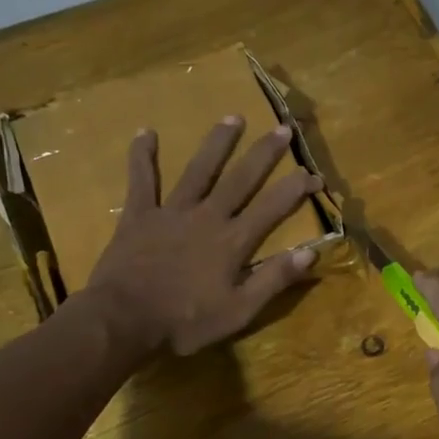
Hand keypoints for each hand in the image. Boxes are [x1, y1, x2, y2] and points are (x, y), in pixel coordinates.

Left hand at [77, 118, 321, 359]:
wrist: (123, 320)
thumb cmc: (185, 322)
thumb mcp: (239, 311)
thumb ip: (274, 279)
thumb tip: (311, 252)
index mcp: (233, 241)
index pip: (273, 208)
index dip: (296, 189)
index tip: (314, 174)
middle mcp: (207, 217)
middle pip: (241, 179)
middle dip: (264, 153)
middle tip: (282, 128)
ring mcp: (171, 212)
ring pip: (199, 170)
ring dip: (218, 143)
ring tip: (233, 117)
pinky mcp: (139, 215)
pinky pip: (141, 180)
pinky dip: (143, 156)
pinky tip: (146, 132)